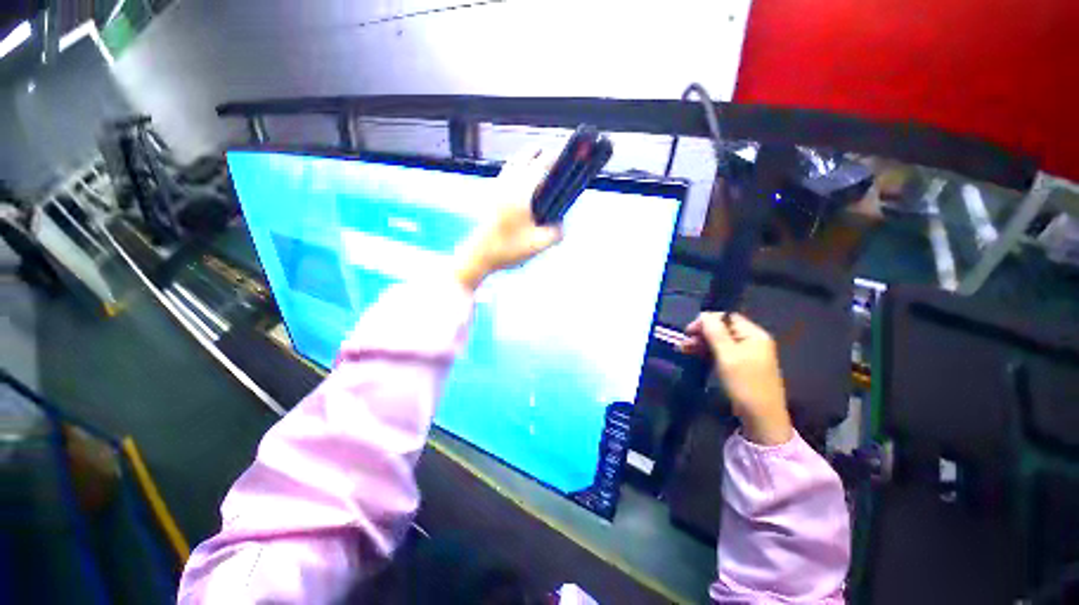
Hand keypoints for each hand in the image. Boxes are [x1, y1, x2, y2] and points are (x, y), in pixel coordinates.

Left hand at [454, 147, 562, 291]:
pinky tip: (523, 181)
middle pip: (526, 156)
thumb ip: (555, 233)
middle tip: (555, 160)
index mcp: (521, 192)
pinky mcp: (492, 196)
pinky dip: (518, 168)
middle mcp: (509, 184)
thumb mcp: (539, 244)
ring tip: (540, 164)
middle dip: (542, 153)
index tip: (567, 156)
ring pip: (514, 162)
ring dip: (528, 159)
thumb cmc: (509, 249)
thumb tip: (561, 224)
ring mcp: (498, 188)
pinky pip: (507, 172)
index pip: (541, 165)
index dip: (556, 157)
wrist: (479, 255)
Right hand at [679, 312, 792, 445]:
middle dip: (701, 333)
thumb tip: (703, 314)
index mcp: (754, 334)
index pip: (727, 317)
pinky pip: (722, 353)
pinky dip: (708, 353)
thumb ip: (715, 332)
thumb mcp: (727, 355)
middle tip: (683, 342)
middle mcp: (752, 341)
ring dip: (701, 343)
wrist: (761, 418)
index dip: (707, 320)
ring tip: (682, 349)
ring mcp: (747, 355)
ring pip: (720, 342)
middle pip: (723, 329)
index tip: (688, 330)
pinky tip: (694, 355)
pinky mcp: (741, 367)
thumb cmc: (745, 383)